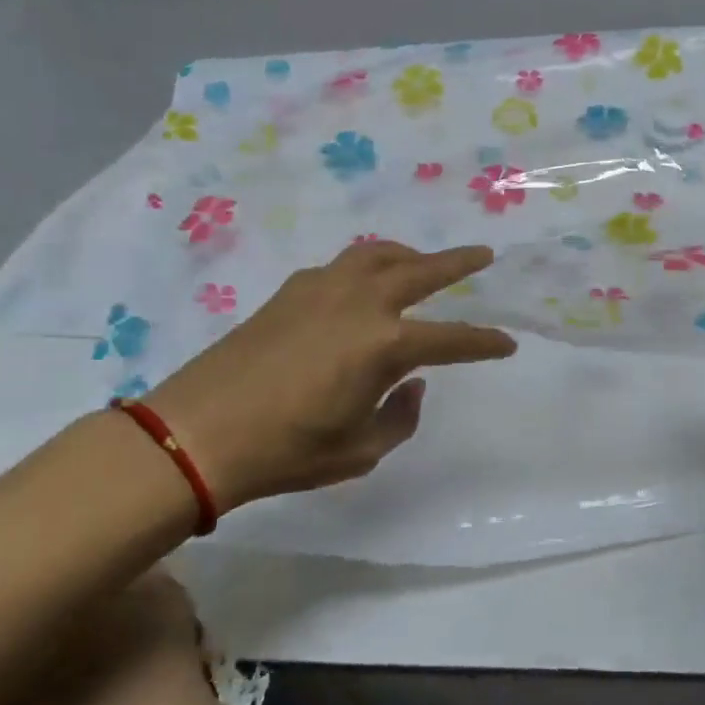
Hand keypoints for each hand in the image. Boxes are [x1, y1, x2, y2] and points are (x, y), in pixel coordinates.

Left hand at [145, 241, 515, 512]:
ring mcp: (322, 290)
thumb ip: (401, 414)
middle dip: (457, 262)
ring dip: (409, 255)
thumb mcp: (361, 450)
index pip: (452, 339)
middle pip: (421, 271)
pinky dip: (365, 266)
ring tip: (423, 261)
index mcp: (385, 344)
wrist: (196, 434)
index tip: (508, 344)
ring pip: (377, 255)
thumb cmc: (287, 450)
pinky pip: (341, 266)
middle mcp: (360, 303)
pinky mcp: (290, 291)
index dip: (485, 343)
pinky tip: (363, 283)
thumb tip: (411, 382)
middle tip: (483, 254)